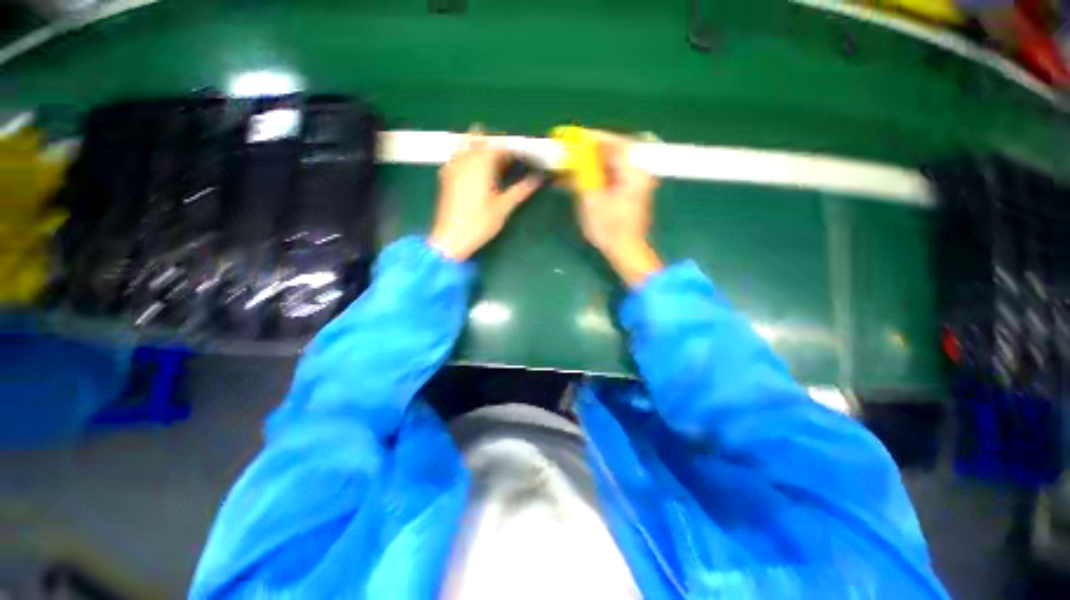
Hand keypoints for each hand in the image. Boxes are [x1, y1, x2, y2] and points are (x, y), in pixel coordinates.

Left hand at [428, 133, 541, 260]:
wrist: (451, 238)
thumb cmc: (480, 223)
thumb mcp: (504, 207)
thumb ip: (521, 190)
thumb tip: (538, 179)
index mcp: (481, 163)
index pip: (500, 145)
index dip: (514, 149)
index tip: (525, 156)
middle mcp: (465, 158)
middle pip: (481, 137)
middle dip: (496, 143)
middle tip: (509, 160)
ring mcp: (453, 166)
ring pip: (466, 143)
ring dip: (481, 147)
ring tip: (494, 165)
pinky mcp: (446, 176)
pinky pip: (458, 156)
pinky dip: (469, 157)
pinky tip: (477, 173)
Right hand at [573, 134, 662, 286]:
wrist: (625, 250)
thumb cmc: (608, 228)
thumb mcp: (591, 199)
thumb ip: (584, 171)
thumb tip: (575, 151)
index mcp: (633, 169)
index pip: (611, 141)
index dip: (588, 138)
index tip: (568, 136)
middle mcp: (638, 170)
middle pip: (611, 150)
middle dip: (587, 151)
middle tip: (567, 153)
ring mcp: (636, 180)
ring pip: (610, 162)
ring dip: (590, 164)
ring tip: (569, 166)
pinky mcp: (631, 190)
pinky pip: (612, 174)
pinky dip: (596, 175)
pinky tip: (580, 179)